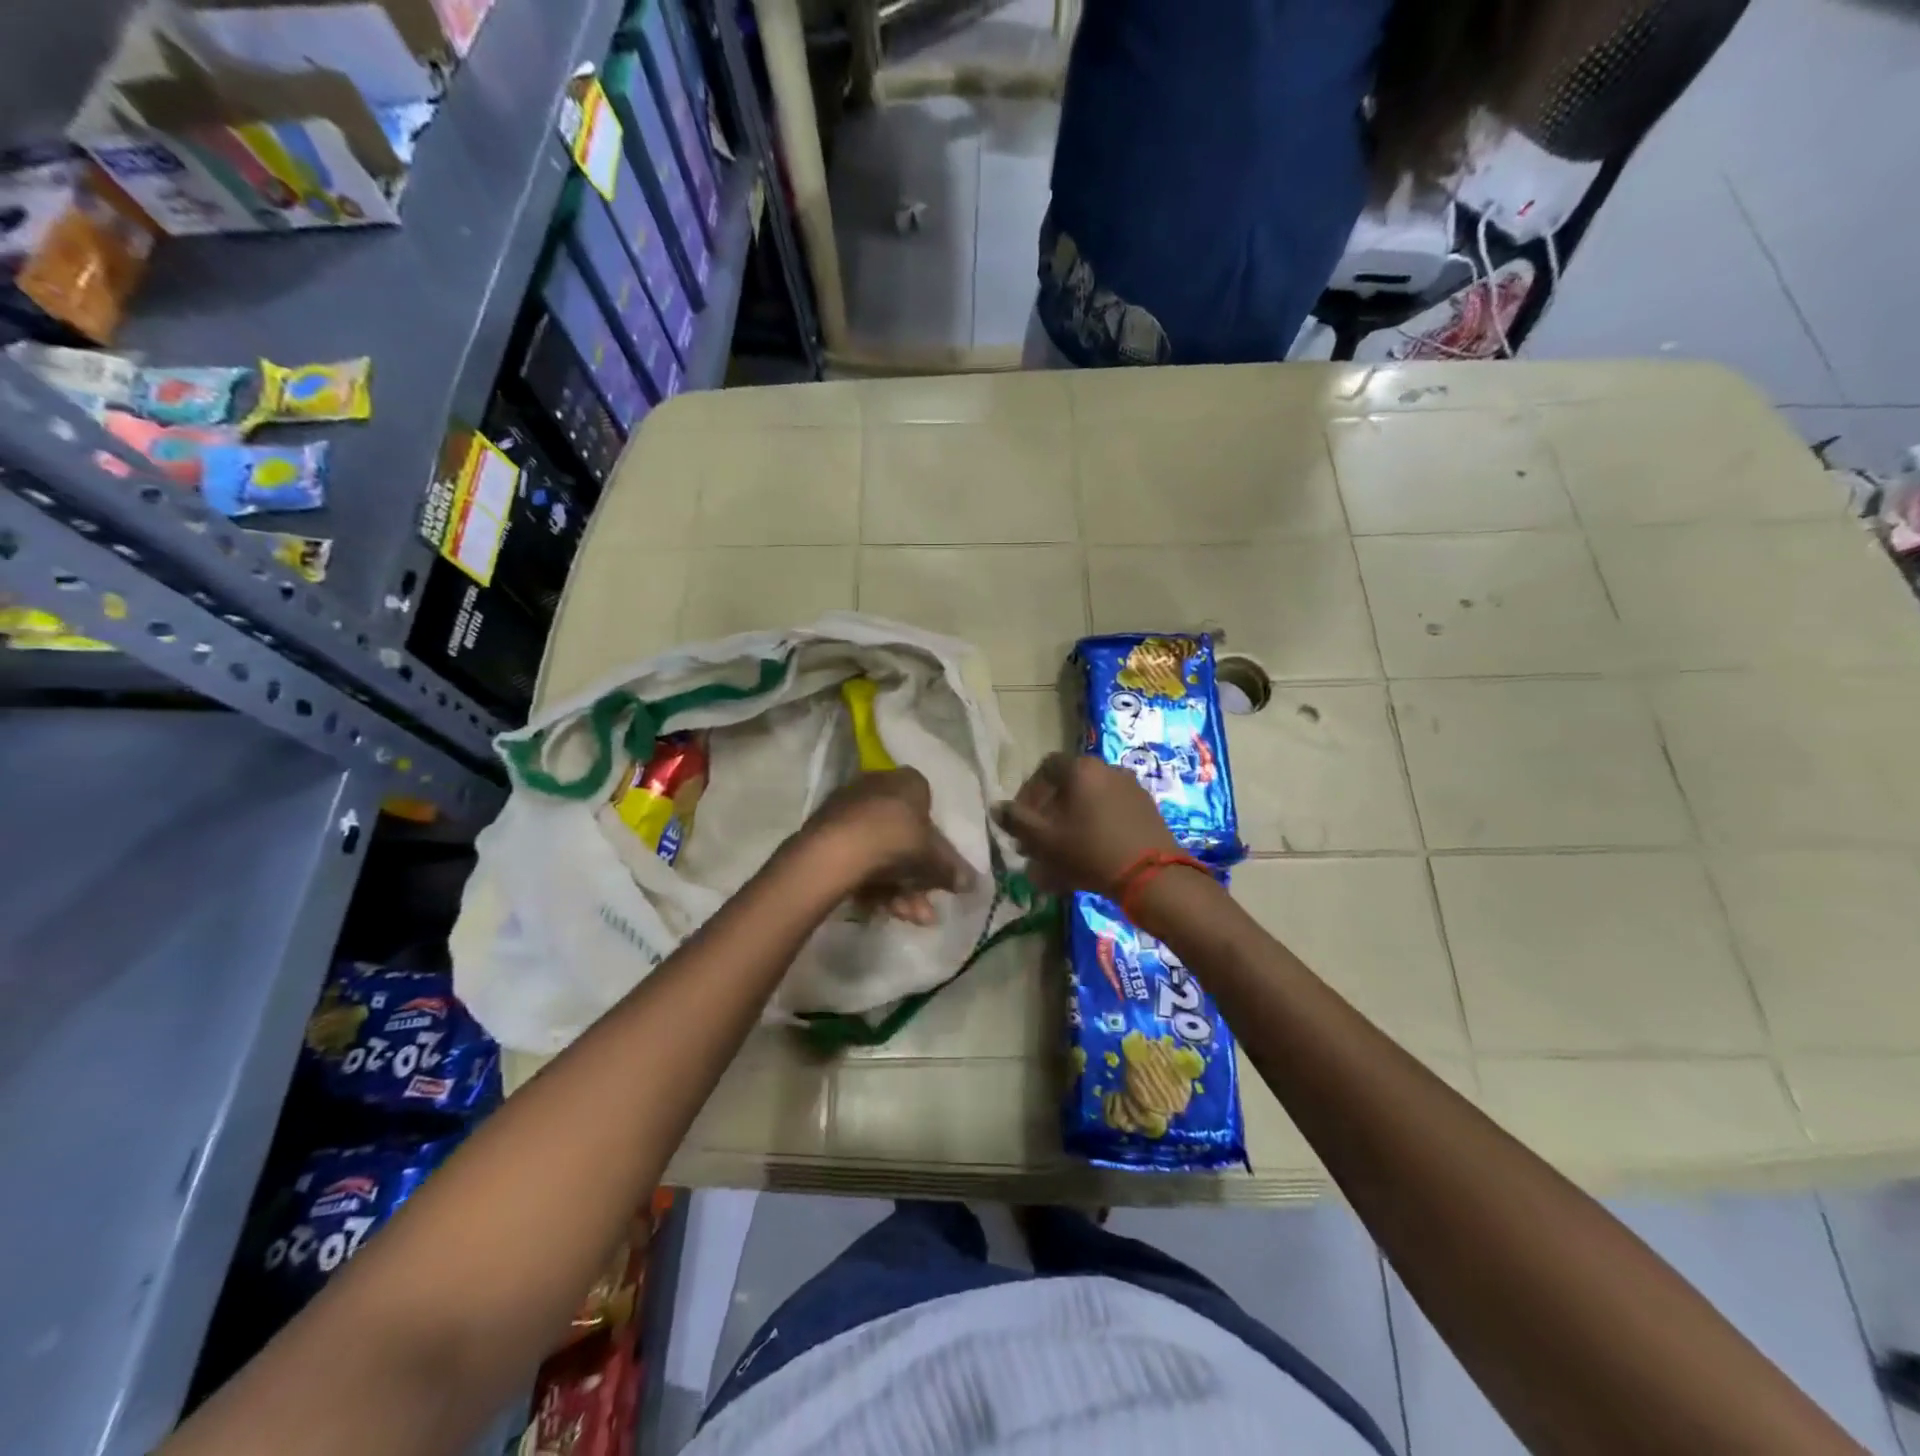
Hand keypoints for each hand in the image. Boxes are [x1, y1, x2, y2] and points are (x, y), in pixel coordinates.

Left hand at [799, 767, 975, 925]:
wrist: (835, 852)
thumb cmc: (896, 841)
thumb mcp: (933, 859)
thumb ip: (952, 870)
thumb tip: (971, 883)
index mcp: (907, 781)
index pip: (927, 805)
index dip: (935, 842)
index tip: (936, 870)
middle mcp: (877, 786)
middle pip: (903, 837)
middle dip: (916, 879)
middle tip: (923, 908)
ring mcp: (848, 809)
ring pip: (880, 852)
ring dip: (897, 890)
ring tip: (905, 917)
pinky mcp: (826, 832)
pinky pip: (857, 858)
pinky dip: (870, 884)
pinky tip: (877, 910)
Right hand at [994, 753, 1179, 896]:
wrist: (1152, 876)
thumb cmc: (1089, 850)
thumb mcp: (1043, 839)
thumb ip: (1016, 820)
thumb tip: (996, 807)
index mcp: (1081, 769)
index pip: (1045, 768)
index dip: (1028, 793)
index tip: (1021, 821)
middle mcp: (1108, 770)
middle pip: (1068, 789)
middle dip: (1048, 816)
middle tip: (1037, 845)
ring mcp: (1131, 790)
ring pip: (1088, 806)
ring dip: (1069, 827)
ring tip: (1059, 860)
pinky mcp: (1147, 812)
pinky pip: (1109, 817)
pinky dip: (1093, 833)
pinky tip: (1086, 862)